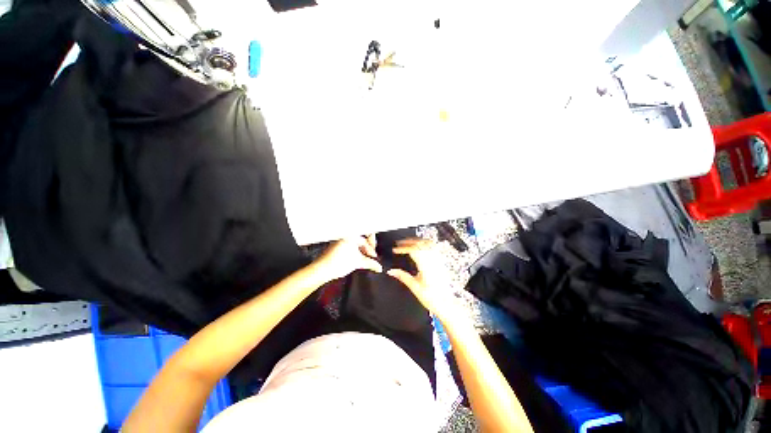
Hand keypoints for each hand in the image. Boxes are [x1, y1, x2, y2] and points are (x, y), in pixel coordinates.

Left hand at [313, 235, 382, 281]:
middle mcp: (346, 235)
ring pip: (355, 242)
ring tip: (363, 259)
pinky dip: (354, 251)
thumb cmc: (338, 263)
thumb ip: (370, 263)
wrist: (322, 269)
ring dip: (361, 250)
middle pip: (361, 239)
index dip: (371, 249)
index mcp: (352, 235)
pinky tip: (355, 259)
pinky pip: (349, 245)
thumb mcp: (358, 262)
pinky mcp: (336, 245)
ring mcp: (340, 239)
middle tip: (371, 256)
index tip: (374, 256)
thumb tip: (378, 267)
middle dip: (367, 248)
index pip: (366, 239)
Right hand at [386, 238, 460, 321]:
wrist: (447, 304)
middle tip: (399, 243)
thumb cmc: (432, 298)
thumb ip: (402, 277)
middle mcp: (433, 261)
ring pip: (428, 243)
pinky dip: (425, 243)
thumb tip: (391, 271)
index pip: (413, 250)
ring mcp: (438, 261)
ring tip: (409, 242)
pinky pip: (434, 247)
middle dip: (408, 241)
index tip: (395, 250)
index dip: (403, 248)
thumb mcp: (414, 287)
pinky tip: (421, 246)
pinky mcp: (441, 262)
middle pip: (420, 244)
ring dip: (417, 240)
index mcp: (426, 266)